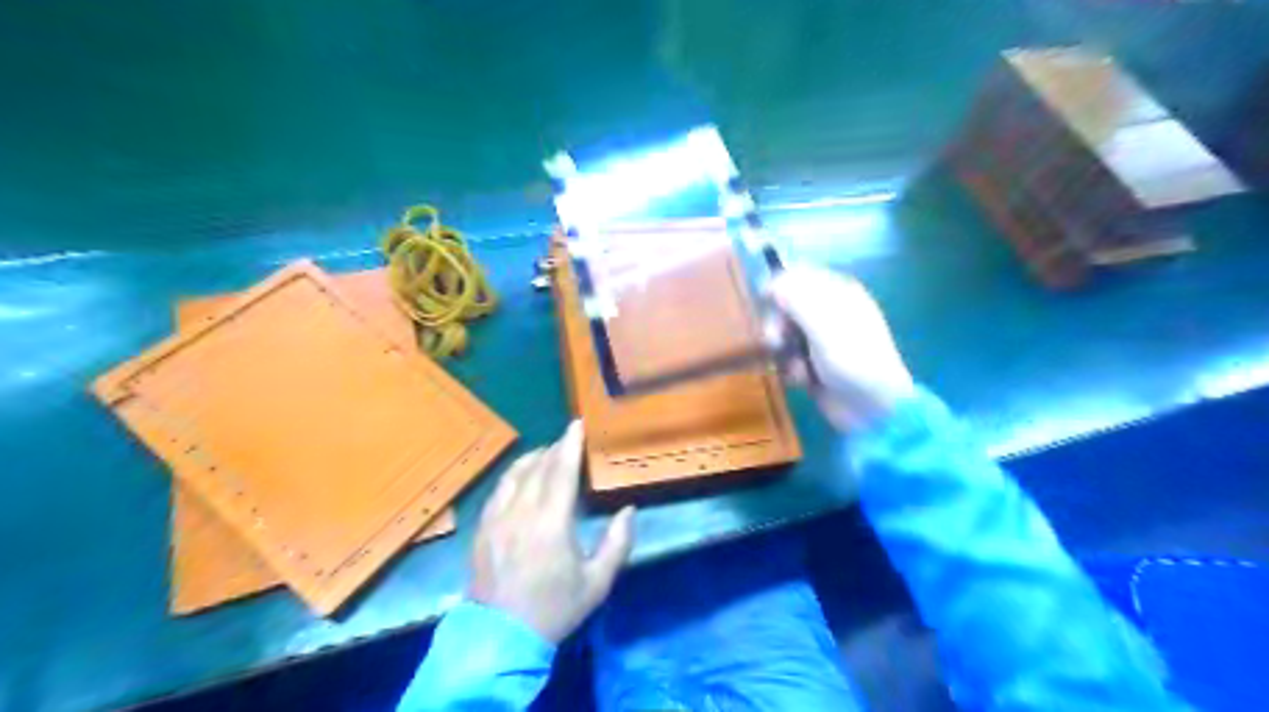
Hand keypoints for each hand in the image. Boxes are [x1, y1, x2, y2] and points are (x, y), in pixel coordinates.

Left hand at [467, 420, 634, 642]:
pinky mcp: (482, 529)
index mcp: (552, 522)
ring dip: (531, 459)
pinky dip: (512, 476)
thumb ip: (617, 544)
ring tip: (545, 453)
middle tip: (567, 439)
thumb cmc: (554, 609)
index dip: (570, 444)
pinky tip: (519, 479)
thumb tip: (629, 511)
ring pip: (514, 475)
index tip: (577, 424)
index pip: (561, 471)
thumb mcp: (596, 583)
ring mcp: (497, 518)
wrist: (500, 637)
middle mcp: (522, 512)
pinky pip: (498, 490)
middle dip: (554, 448)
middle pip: (538, 467)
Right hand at [767, 266, 918, 428]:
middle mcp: (828, 313)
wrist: (872, 407)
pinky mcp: (813, 366)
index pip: (799, 276)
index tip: (764, 301)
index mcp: (837, 293)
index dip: (779, 286)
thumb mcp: (823, 321)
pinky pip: (788, 359)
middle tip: (777, 340)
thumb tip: (771, 281)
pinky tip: (802, 380)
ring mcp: (820, 341)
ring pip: (783, 335)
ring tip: (795, 367)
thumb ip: (795, 297)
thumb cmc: (852, 358)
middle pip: (786, 307)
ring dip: (783, 351)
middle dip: (778, 323)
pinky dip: (791, 369)